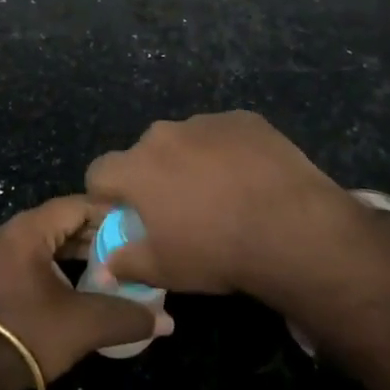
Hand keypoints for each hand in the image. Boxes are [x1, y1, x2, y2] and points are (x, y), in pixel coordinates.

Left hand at [0, 195, 172, 389]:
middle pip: (66, 220)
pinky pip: (41, 255)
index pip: (79, 205)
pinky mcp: (2, 275)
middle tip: (134, 247)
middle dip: (100, 233)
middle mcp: (15, 232)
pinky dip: (65, 263)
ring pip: (54, 239)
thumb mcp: (83, 324)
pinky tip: (88, 282)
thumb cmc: (28, 334)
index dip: (112, 214)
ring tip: (117, 265)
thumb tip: (167, 321)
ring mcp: (5, 253)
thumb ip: (127, 317)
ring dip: (83, 250)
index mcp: (30, 229)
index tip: (141, 228)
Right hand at [85, 111, 354, 298]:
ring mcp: (205, 122)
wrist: (290, 227)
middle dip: (154, 177)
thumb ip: (126, 263)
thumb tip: (104, 265)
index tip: (125, 216)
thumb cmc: (217, 251)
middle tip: (180, 210)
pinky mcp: (243, 119)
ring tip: (223, 196)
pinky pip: (224, 134)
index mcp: (137, 168)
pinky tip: (251, 180)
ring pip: (186, 141)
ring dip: (192, 162)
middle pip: (145, 153)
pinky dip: (228, 153)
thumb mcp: (165, 270)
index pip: (99, 171)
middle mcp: (164, 134)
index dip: (107, 195)